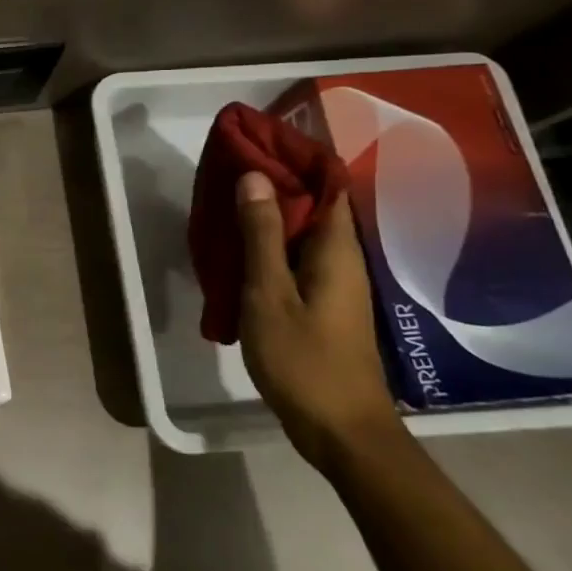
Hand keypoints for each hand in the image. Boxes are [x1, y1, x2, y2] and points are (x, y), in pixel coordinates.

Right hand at [234, 171, 405, 473]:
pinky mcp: (324, 304)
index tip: (258, 140)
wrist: (342, 430)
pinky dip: (271, 243)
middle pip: (315, 205)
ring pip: (304, 232)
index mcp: (336, 250)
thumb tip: (256, 177)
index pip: (326, 185)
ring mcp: (335, 284)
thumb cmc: (304, 359)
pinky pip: (297, 257)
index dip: (297, 158)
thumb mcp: (269, 293)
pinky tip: (241, 249)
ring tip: (228, 199)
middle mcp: (342, 259)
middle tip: (231, 167)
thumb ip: (262, 235)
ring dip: (271, 213)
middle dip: (277, 181)